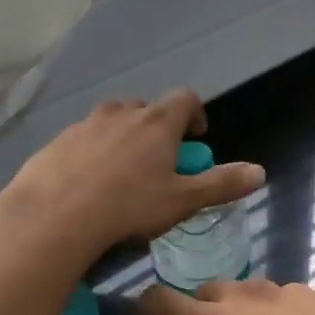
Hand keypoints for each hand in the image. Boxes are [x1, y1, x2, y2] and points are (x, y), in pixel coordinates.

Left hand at [0, 89, 263, 260]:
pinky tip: (88, 184)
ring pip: (112, 122)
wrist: (54, 216)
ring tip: (123, 174)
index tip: (196, 137)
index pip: (185, 99)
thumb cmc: (129, 206)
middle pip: (147, 109)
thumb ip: (221, 184)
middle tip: (159, 162)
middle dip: (157, 129)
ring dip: (123, 138)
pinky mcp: (56, 142)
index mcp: (157, 122)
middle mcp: (121, 114)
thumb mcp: (183, 201)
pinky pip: (83, 140)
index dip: (195, 114)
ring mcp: (85, 125)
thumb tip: (259, 172)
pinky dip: (92, 153)